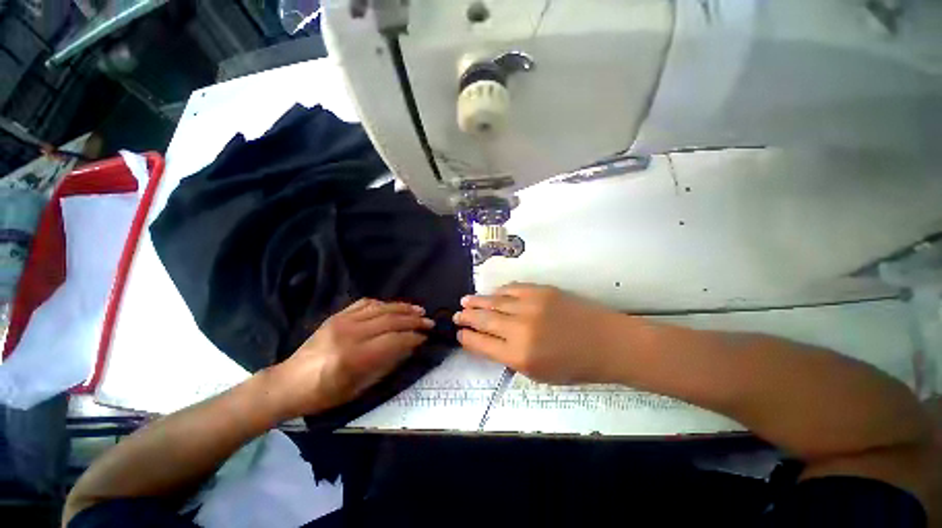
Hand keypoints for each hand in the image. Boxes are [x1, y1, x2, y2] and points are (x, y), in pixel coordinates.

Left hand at [267, 299, 432, 418]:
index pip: (393, 340)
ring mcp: (342, 321)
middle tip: (429, 321)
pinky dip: (383, 303)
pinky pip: (365, 303)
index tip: (426, 337)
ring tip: (419, 309)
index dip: (413, 337)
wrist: (288, 382)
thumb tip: (408, 348)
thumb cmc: (323, 394)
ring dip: (403, 308)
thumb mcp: (358, 389)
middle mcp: (349, 334)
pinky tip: (394, 306)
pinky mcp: (337, 316)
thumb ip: (385, 366)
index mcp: (353, 357)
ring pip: (381, 308)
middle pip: (390, 320)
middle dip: (413, 320)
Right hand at [455, 283, 633, 383]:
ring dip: (477, 301)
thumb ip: (510, 357)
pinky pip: (512, 288)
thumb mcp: (538, 374)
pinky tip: (492, 293)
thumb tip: (488, 341)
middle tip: (456, 315)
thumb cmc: (575, 366)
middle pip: (483, 319)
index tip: (459, 334)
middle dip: (466, 317)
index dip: (467, 338)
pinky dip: (499, 291)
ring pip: (494, 301)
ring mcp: (530, 305)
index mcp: (519, 355)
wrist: (607, 342)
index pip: (481, 344)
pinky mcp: (541, 290)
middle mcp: (520, 328)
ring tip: (465, 300)